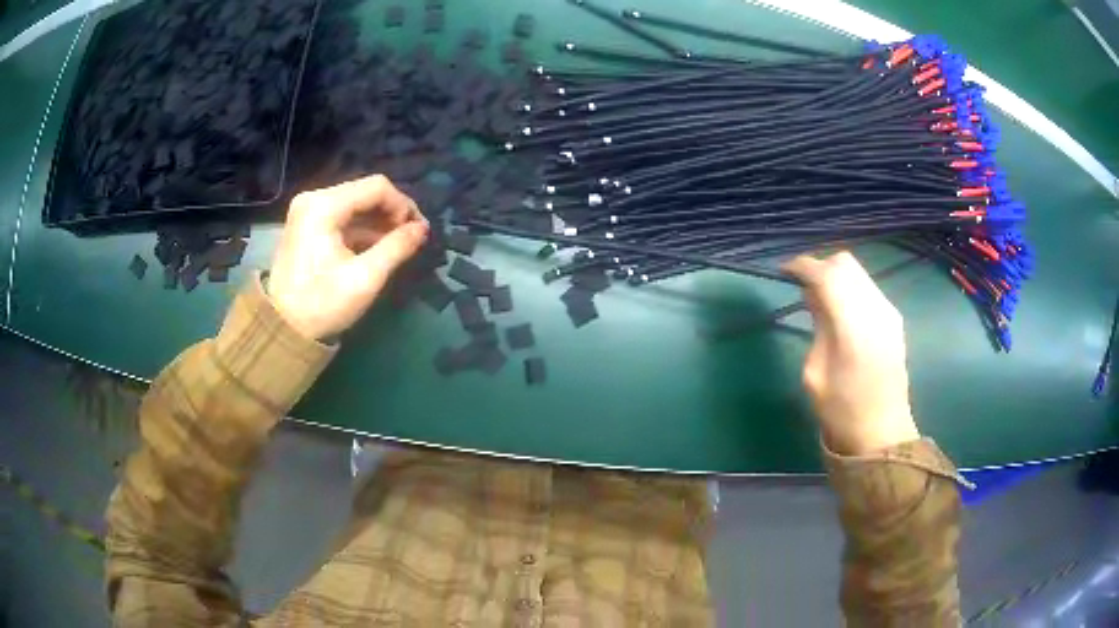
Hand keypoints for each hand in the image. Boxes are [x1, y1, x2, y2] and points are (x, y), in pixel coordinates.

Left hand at [268, 175, 428, 340]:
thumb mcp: (364, 278)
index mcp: (324, 206)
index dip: (403, 205)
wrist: (282, 328)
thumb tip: (422, 229)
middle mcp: (314, 199)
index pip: (376, 187)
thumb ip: (396, 247)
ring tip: (398, 245)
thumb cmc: (322, 304)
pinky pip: (343, 216)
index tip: (418, 231)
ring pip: (355, 203)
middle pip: (365, 192)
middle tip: (412, 238)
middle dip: (392, 212)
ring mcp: (308, 210)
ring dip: (379, 221)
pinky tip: (377, 247)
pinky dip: (362, 228)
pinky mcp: (307, 224)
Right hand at [783, 252, 919, 454]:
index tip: (785, 271)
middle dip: (821, 266)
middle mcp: (875, 310)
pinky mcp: (895, 320)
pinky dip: (850, 288)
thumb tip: (813, 294)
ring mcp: (889, 313)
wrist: (882, 434)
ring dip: (836, 276)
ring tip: (820, 299)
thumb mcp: (815, 373)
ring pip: (859, 272)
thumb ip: (818, 326)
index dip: (803, 266)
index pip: (827, 275)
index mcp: (853, 327)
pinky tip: (841, 310)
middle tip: (803, 286)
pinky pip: (868, 288)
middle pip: (846, 264)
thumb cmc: (842, 412)